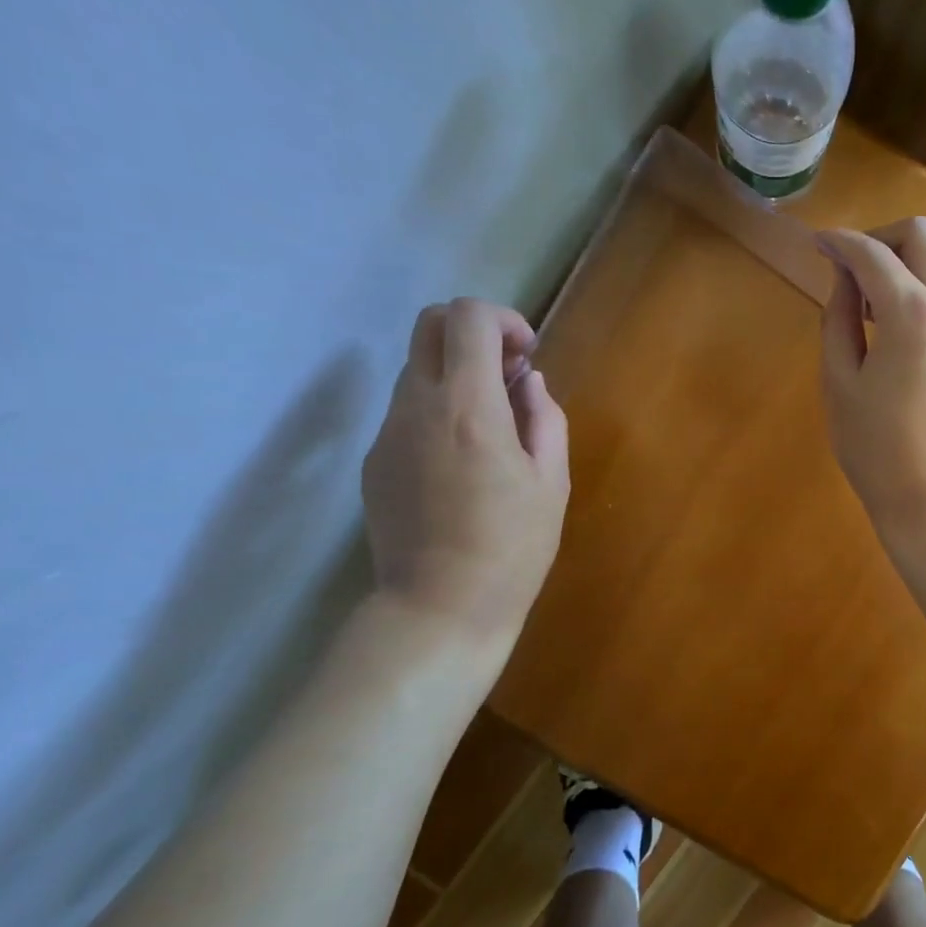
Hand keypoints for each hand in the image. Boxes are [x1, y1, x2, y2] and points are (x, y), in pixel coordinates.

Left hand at [362, 299, 569, 639]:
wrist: (440, 609)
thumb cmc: (512, 547)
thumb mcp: (551, 482)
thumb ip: (544, 418)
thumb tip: (527, 382)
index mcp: (467, 408)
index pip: (467, 318)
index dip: (503, 319)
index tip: (526, 355)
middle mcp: (415, 407)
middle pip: (428, 325)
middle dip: (473, 331)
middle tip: (508, 373)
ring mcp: (386, 434)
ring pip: (416, 370)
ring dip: (457, 375)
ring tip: (493, 425)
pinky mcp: (374, 462)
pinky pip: (407, 413)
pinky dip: (438, 411)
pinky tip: (463, 463)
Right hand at [818, 219, 925, 549]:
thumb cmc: (878, 449)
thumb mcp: (841, 381)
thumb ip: (839, 318)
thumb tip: (844, 278)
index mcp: (914, 313)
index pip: (873, 254)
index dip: (840, 242)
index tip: (816, 243)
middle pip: (922, 236)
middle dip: (880, 238)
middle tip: (846, 268)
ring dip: (902, 264)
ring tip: (864, 303)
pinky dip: (919, 289)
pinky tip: (892, 326)